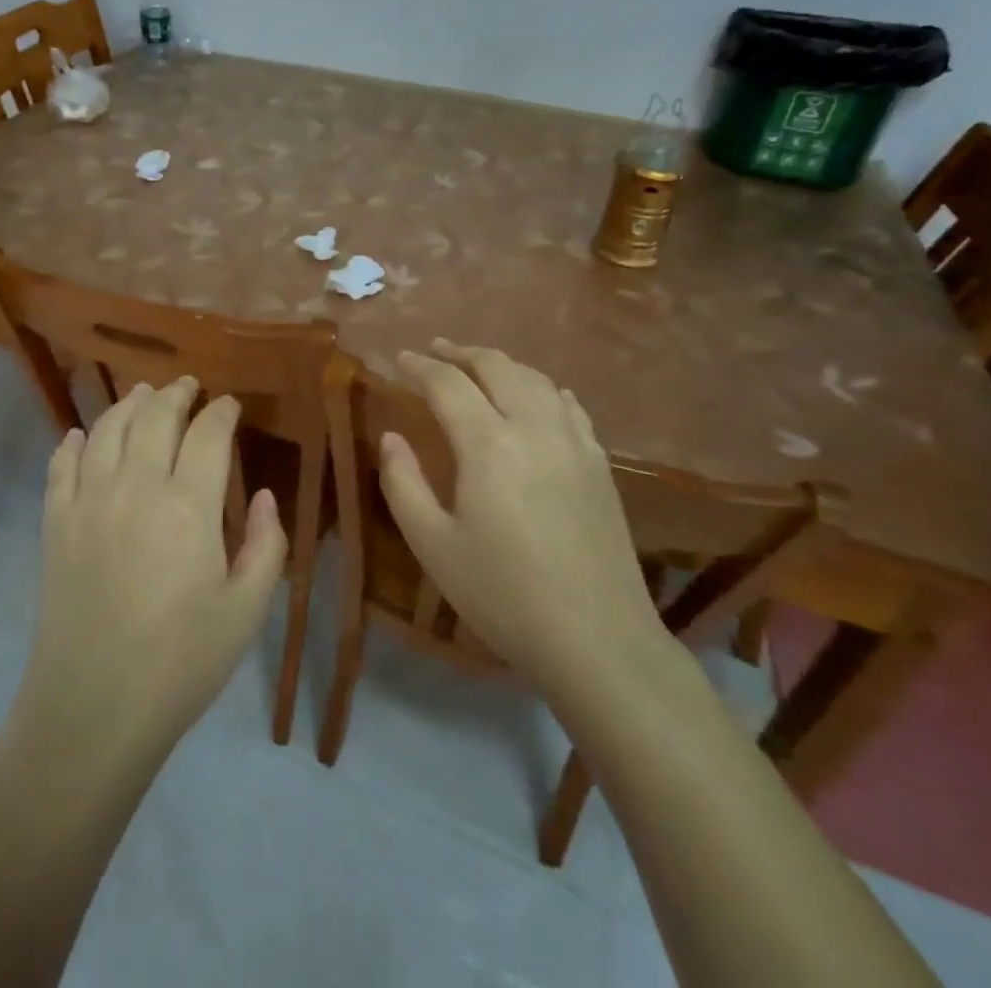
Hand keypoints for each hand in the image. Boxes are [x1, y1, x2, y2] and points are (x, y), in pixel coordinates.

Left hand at [11, 378, 287, 761]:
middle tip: (188, 386)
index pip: (208, 434)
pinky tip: (79, 435)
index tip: (230, 404)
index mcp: (189, 505)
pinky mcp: (55, 524)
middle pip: (154, 416)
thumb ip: (266, 545)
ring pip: (107, 429)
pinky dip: (72, 442)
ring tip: (142, 394)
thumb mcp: (246, 611)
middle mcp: (136, 487)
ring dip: (128, 404)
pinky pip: (61, 465)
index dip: (222, 412)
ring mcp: (88, 502)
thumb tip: (265, 496)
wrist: (93, 709)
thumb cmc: (181, 662)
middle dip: (175, 393)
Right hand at [379, 341, 662, 688]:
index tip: (398, 359)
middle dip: (460, 352)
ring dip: (501, 364)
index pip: (447, 384)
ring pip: (536, 378)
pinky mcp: (599, 463)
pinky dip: (543, 388)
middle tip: (434, 351)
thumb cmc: (502, 594)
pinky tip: (537, 396)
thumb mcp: (433, 544)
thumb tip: (391, 436)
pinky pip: (568, 405)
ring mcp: (574, 442)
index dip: (419, 366)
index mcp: (488, 444)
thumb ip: (403, 482)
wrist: (597, 640)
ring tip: (477, 367)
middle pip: (496, 366)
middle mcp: (534, 427)